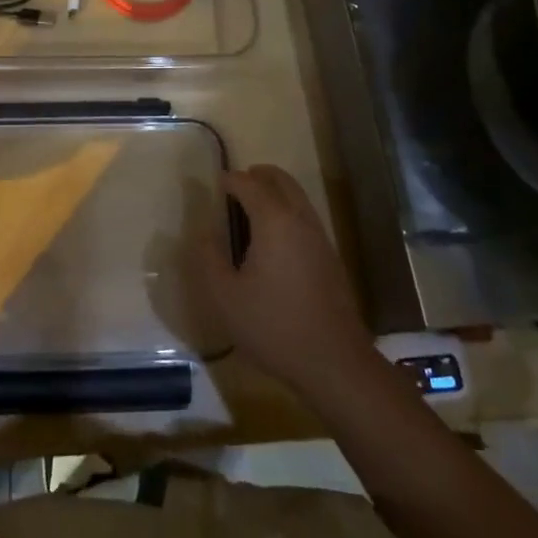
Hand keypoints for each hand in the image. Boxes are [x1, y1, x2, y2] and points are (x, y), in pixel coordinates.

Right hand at [198, 165, 375, 397]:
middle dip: (257, 175)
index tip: (214, 183)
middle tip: (235, 185)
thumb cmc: (273, 326)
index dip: (229, 180)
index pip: (249, 184)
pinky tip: (272, 239)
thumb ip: (209, 257)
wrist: (333, 362)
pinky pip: (305, 216)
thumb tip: (203, 230)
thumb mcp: (225, 296)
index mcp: (274, 221)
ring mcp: (320, 237)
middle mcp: (300, 220)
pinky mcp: (330, 257)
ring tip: (249, 209)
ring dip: (274, 192)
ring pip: (297, 196)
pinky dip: (287, 210)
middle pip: (281, 180)